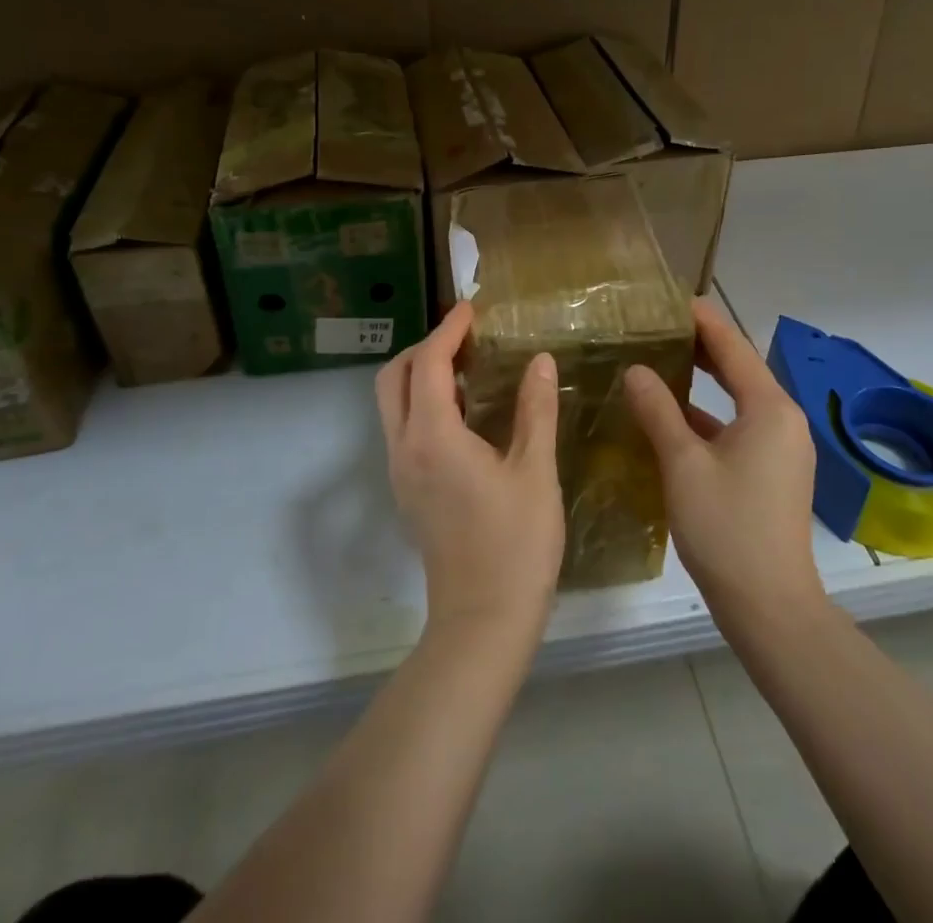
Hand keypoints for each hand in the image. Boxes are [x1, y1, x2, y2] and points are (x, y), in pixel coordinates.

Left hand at [375, 302, 564, 638]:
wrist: (483, 622)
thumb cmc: (515, 545)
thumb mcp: (535, 472)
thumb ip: (535, 410)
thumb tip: (540, 360)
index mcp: (432, 438)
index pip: (426, 364)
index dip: (448, 330)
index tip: (472, 309)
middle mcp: (404, 449)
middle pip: (392, 378)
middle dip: (423, 347)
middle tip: (466, 338)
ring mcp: (400, 472)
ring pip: (392, 403)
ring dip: (420, 374)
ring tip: (468, 367)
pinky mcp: (408, 490)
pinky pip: (403, 427)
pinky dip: (422, 402)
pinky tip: (464, 411)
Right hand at [625, 298, 823, 622]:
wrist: (770, 606)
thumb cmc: (726, 527)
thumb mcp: (683, 464)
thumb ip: (658, 410)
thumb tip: (636, 370)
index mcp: (769, 408)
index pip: (733, 346)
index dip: (702, 319)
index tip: (670, 299)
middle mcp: (782, 420)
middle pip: (739, 368)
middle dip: (701, 346)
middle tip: (658, 326)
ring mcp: (781, 448)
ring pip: (737, 399)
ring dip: (703, 380)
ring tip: (660, 360)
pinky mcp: (772, 472)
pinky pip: (737, 426)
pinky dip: (707, 414)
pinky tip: (672, 415)